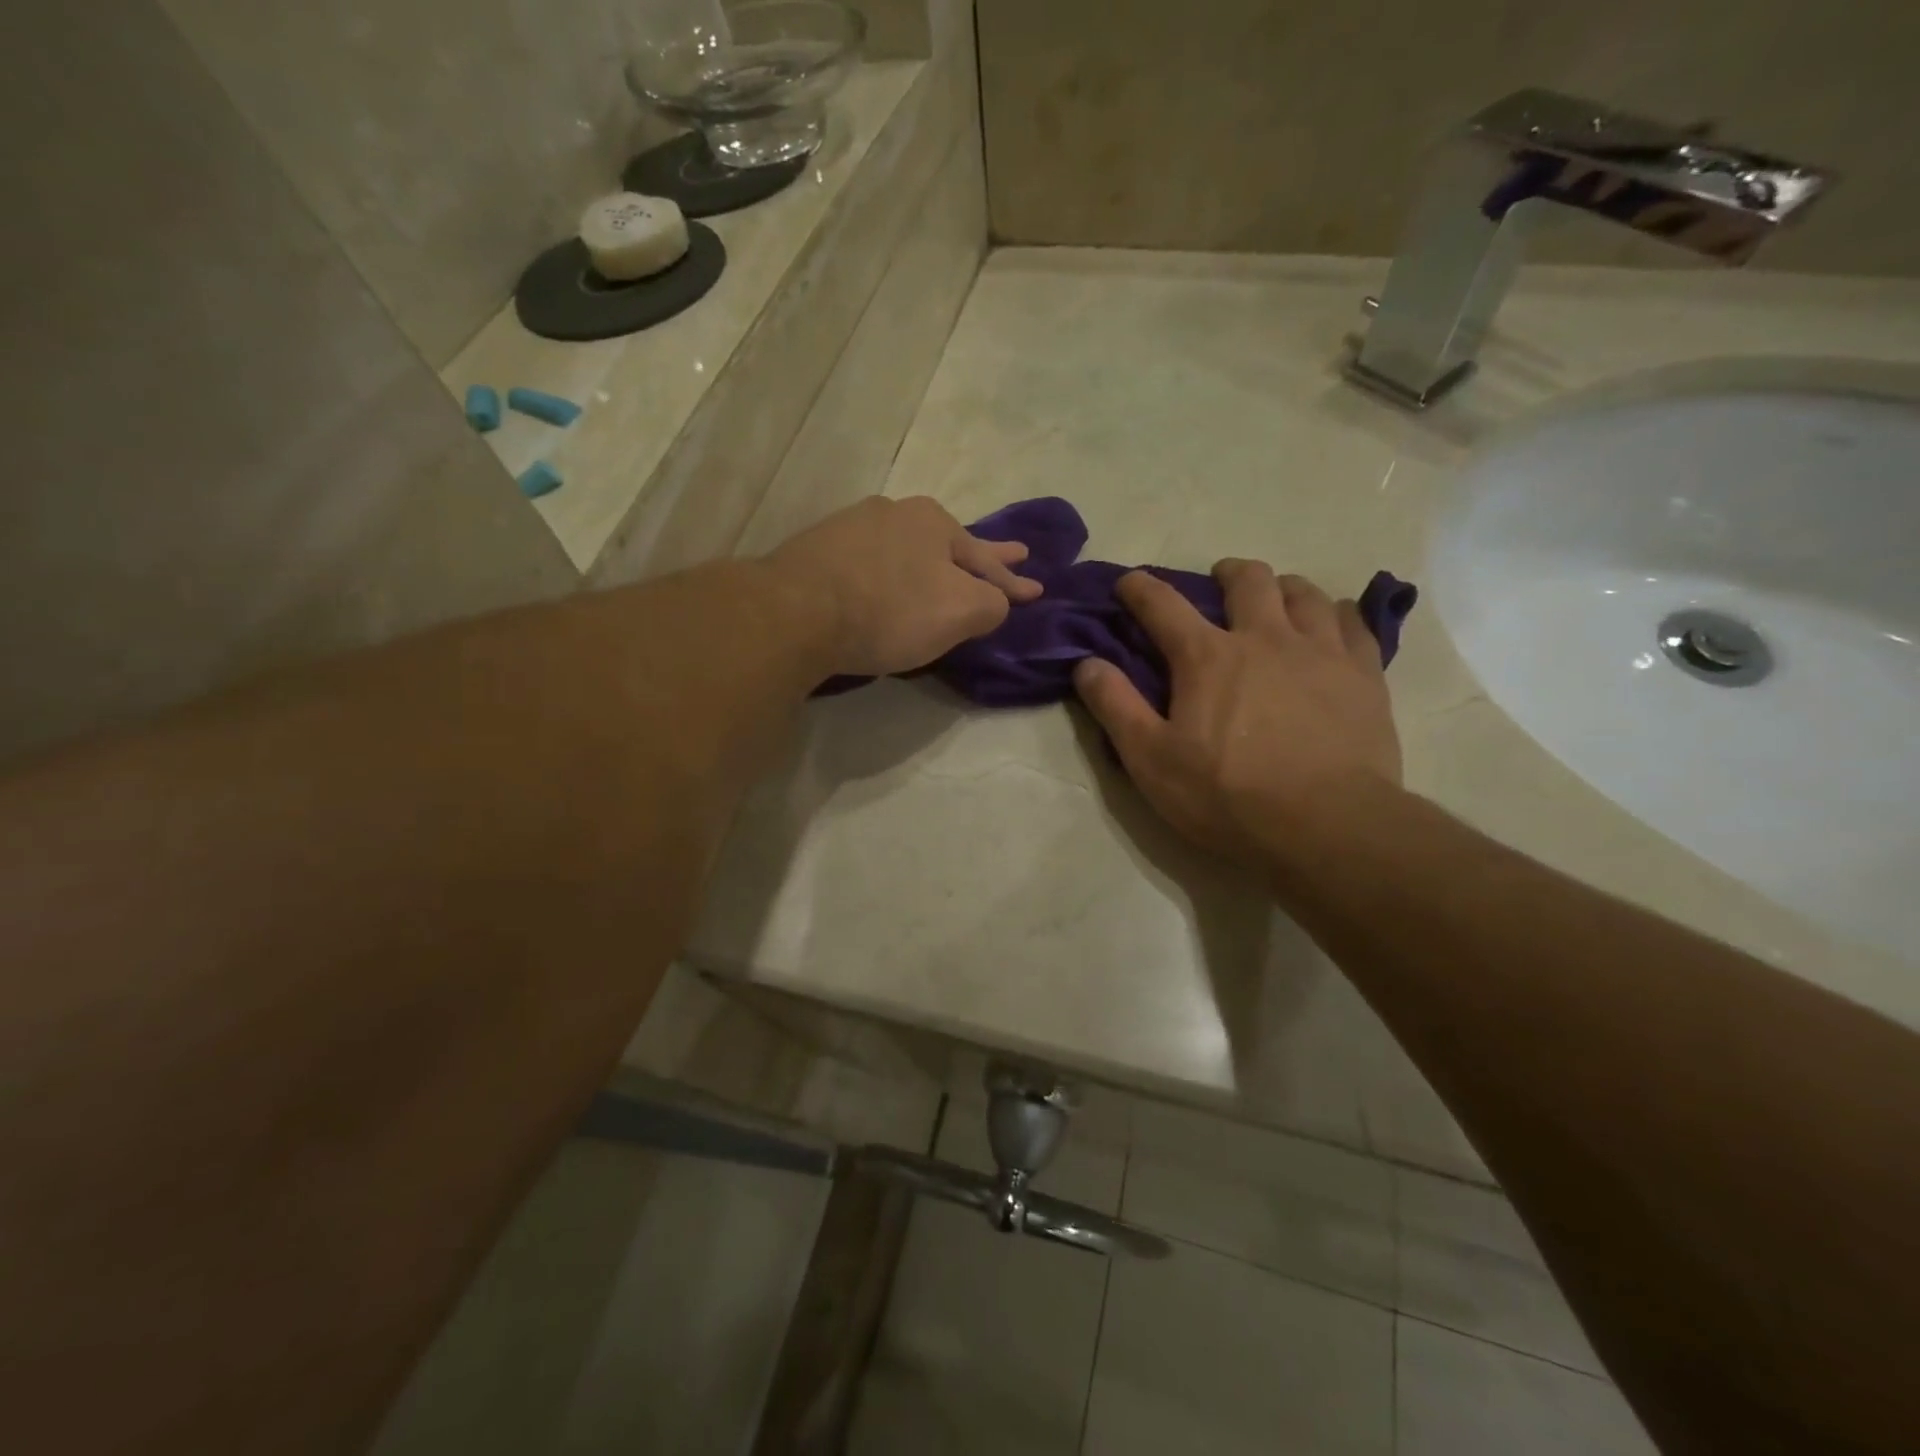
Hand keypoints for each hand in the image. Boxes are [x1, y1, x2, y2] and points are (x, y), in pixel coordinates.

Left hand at [768, 496, 1042, 677]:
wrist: (796, 612)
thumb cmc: (889, 610)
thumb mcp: (960, 612)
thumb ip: (992, 604)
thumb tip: (995, 602)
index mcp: (934, 522)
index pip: (985, 559)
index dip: (1013, 581)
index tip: (1037, 590)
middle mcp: (894, 513)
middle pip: (949, 544)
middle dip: (984, 556)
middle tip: (1017, 553)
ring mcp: (852, 528)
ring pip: (908, 550)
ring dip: (933, 562)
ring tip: (946, 571)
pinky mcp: (818, 552)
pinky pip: (872, 563)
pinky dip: (892, 573)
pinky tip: (889, 579)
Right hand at [1073, 561, 1401, 868]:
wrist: (1327, 826)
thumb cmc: (1228, 796)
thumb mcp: (1151, 760)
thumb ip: (1115, 707)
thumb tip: (1086, 663)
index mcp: (1206, 657)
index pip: (1163, 605)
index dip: (1140, 588)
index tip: (1129, 582)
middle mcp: (1264, 637)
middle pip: (1247, 580)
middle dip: (1226, 573)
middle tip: (1219, 584)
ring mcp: (1321, 652)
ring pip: (1303, 593)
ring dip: (1282, 588)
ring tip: (1277, 601)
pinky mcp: (1364, 675)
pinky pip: (1353, 623)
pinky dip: (1336, 614)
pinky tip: (1332, 625)